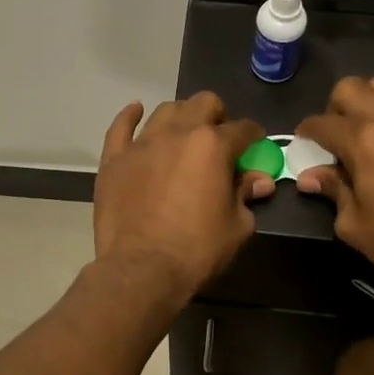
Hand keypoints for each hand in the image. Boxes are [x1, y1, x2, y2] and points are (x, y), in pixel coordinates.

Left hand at [94, 93, 272, 299]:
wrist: (142, 270)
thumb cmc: (197, 250)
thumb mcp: (237, 226)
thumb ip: (246, 195)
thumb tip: (259, 180)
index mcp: (212, 146)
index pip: (243, 129)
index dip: (254, 137)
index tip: (255, 147)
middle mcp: (177, 133)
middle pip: (203, 104)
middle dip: (218, 116)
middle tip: (220, 138)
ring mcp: (142, 144)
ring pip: (166, 110)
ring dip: (181, 117)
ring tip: (184, 134)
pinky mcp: (114, 159)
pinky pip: (120, 127)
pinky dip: (130, 116)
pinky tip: (136, 112)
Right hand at [295, 75, 373, 292]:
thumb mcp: (355, 224)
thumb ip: (333, 191)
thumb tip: (311, 176)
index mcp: (362, 140)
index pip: (322, 123)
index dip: (306, 132)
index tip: (303, 142)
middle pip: (350, 88)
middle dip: (334, 107)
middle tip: (334, 136)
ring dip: (365, 101)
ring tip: (364, 132)